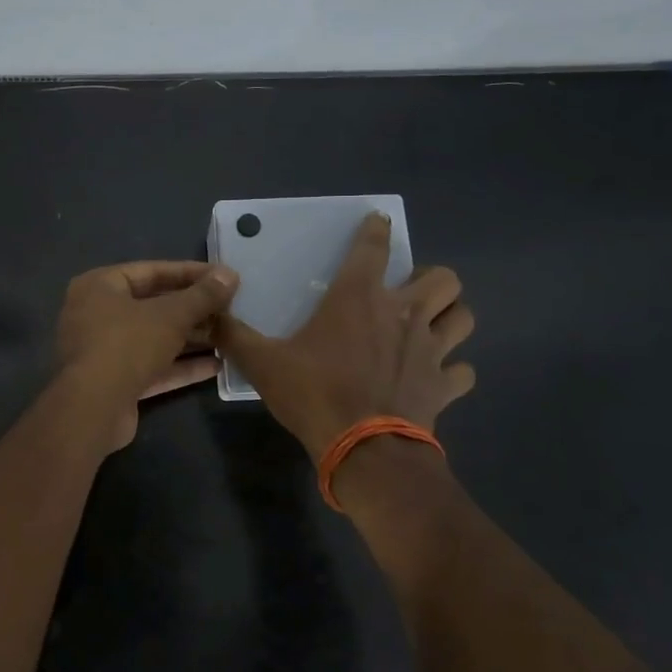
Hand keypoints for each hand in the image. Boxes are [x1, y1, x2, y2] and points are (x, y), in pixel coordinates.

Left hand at [56, 260, 239, 448]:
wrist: (94, 409)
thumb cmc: (127, 345)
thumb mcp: (171, 316)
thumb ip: (202, 296)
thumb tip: (230, 274)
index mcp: (99, 286)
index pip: (151, 271)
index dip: (190, 273)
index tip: (223, 277)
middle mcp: (97, 314)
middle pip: (153, 305)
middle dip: (192, 309)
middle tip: (229, 308)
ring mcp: (104, 350)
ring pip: (154, 338)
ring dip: (190, 338)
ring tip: (228, 335)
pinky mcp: (115, 381)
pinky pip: (152, 366)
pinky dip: (180, 366)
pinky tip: (216, 366)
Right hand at [215, 212, 474, 461]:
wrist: (364, 450)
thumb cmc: (315, 395)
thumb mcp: (263, 364)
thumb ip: (235, 336)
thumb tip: (207, 316)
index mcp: (358, 298)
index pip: (374, 246)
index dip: (378, 228)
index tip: (380, 221)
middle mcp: (403, 314)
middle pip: (444, 278)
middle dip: (433, 279)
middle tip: (410, 293)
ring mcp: (431, 349)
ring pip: (464, 316)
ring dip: (451, 317)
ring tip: (432, 325)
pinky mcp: (444, 384)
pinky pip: (463, 370)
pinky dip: (453, 370)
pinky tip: (437, 376)